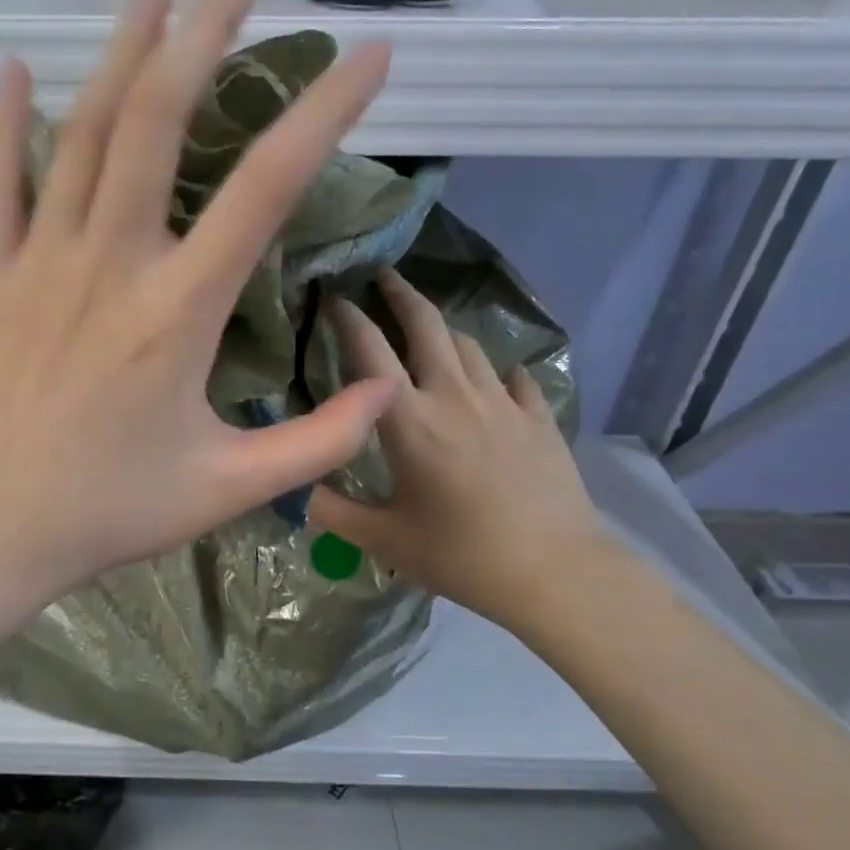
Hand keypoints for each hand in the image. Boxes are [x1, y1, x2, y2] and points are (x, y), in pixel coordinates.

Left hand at [0, 0, 398, 616]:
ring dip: (121, 51)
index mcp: (178, 313)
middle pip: (159, 119)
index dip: (323, 113)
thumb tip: (389, 391)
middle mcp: (109, 265)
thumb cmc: (109, 513)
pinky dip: (7, 123)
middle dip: (207, 32)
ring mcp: (37, 264)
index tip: (368, 57)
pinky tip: (18, 70)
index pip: (266, 189)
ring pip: (81, 133)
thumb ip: (318, 442)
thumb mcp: (230, 489)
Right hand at [309, 269, 614, 633]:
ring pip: (469, 345)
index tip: (333, 295)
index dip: (348, 317)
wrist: (555, 571)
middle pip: (427, 326)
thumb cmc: (460, 554)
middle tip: (384, 277)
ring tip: (428, 330)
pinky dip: (496, 371)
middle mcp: (454, 397)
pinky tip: (495, 379)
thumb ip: (333, 511)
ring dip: (443, 330)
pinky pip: (515, 379)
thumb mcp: (384, 540)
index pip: (370, 351)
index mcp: (409, 421)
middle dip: (402, 294)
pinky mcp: (538, 419)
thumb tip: (295, 490)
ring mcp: (502, 404)